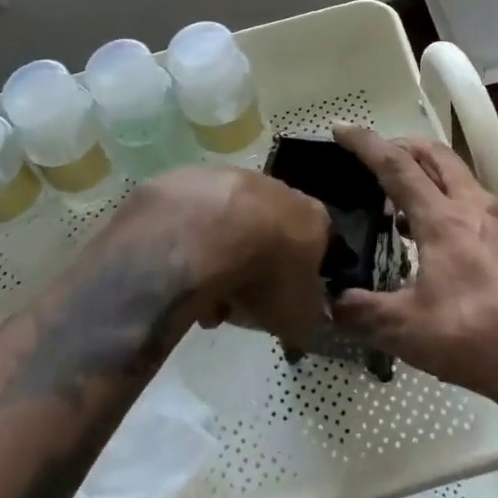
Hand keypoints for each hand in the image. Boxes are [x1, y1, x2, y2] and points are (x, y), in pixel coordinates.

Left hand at [120, 166, 330, 354]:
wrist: (207, 234)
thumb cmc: (265, 276)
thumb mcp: (301, 319)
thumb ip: (309, 317)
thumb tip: (304, 320)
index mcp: (314, 217)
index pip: (316, 249)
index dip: (297, 281)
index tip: (277, 306)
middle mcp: (281, 189)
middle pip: (271, 236)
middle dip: (255, 271)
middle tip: (235, 304)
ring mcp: (236, 178)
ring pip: (233, 227)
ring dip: (222, 259)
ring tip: (201, 294)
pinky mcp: (196, 177)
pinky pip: (199, 218)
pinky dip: (193, 243)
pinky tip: (181, 268)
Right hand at [330, 124, 497, 408]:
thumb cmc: (475, 337)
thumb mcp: (406, 330)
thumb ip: (362, 312)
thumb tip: (330, 304)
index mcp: (442, 218)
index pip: (396, 165)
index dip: (365, 143)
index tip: (340, 128)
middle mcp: (472, 205)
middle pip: (434, 154)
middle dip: (401, 145)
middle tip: (374, 157)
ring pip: (457, 175)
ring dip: (426, 172)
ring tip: (399, 199)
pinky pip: (472, 199)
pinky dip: (446, 198)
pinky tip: (434, 235)